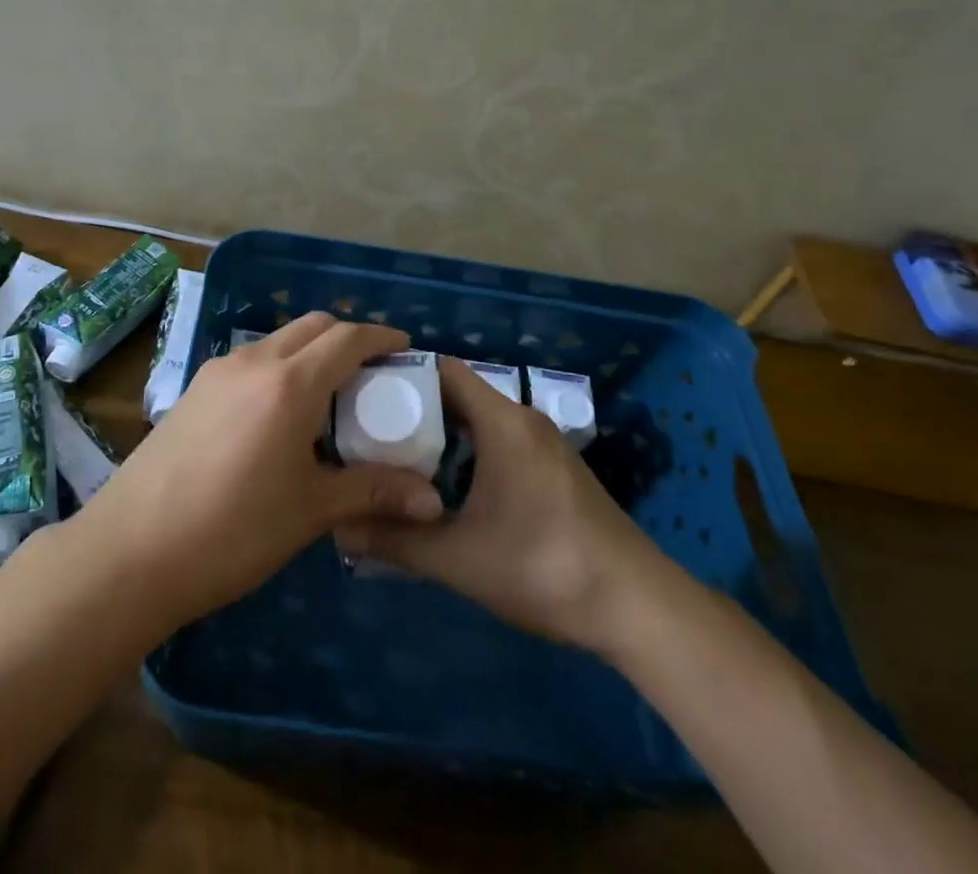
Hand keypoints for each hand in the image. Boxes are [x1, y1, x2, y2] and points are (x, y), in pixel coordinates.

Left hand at [71, 313, 446, 628]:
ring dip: (309, 352)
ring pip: (277, 341)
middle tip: (371, 374)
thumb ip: (373, 493)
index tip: (406, 350)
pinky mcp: (193, 390)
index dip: (381, 338)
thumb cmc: (233, 530)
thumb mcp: (310, 510)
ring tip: (327, 397)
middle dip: (347, 339)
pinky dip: (278, 369)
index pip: (347, 338)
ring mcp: (217, 372)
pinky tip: (278, 416)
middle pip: (312, 326)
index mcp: (290, 383)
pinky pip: (249, 363)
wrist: (131, 549)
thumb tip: (433, 501)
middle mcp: (254, 362)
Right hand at [335, 358, 670, 649]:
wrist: (638, 607)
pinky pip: (498, 441)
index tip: (361, 394)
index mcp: (501, 421)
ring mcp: (543, 444)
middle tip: (368, 432)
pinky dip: (467, 452)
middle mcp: (522, 419)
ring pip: (478, 420)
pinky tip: (446, 489)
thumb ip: (396, 541)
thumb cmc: (543, 566)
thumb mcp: (459, 558)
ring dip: (440, 435)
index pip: (442, 369)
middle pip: (457, 393)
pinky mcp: (555, 470)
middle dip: (412, 409)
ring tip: (396, 460)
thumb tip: (340, 529)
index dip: (400, 374)